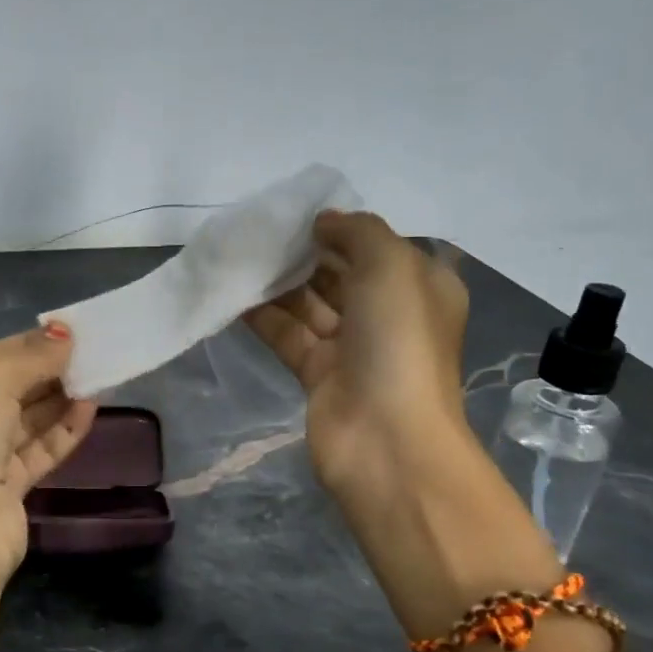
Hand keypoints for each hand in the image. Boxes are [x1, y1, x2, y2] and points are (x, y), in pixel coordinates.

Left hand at [0, 324, 98, 582]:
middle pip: (7, 390)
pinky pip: (38, 450)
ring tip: (96, 378)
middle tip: (88, 355)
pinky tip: (90, 410)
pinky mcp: (6, 488)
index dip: (26, 344)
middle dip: (46, 372)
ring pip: (25, 421)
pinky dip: (62, 430)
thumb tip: (64, 334)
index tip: (68, 334)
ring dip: (59, 399)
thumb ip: (31, 357)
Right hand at [245, 211, 471, 507]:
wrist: (385, 437)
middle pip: (340, 274)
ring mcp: (352, 347)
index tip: (296, 213)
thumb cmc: (398, 342)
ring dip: (278, 282)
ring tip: (240, 255)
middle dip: (304, 254)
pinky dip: (263, 315)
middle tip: (259, 232)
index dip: (340, 229)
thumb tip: (322, 221)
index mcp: (419, 286)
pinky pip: (287, 334)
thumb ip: (357, 232)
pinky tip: (233, 293)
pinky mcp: (318, 373)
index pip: (377, 247)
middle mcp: (388, 314)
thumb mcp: (391, 266)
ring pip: (310, 304)